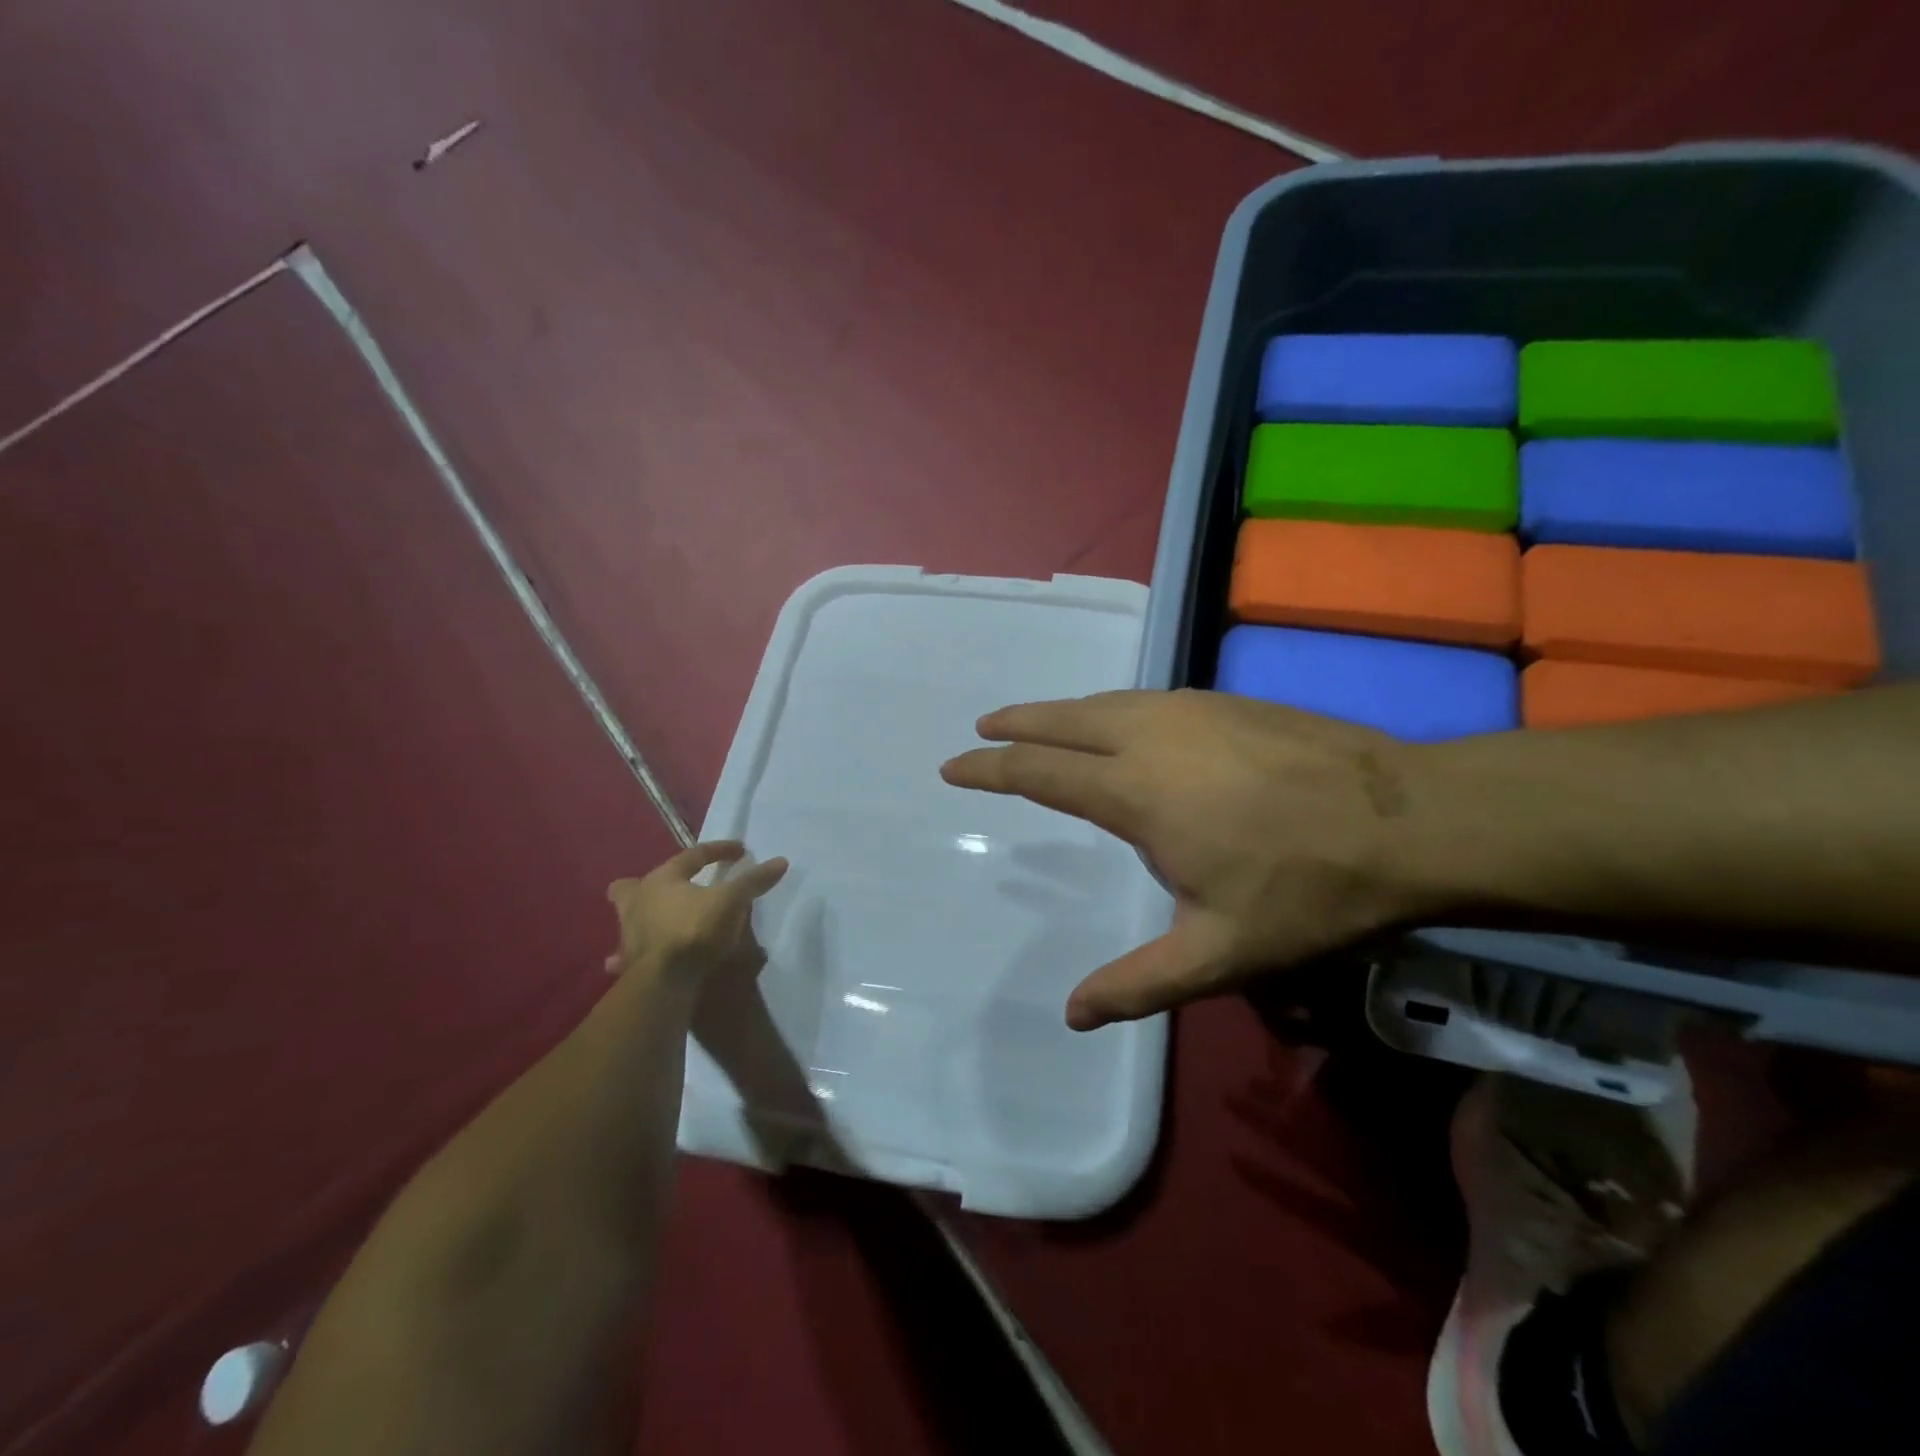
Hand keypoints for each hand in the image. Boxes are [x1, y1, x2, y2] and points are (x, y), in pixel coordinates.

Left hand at [605, 841, 788, 982]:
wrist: (664, 980)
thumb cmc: (695, 929)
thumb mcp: (731, 901)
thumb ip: (753, 881)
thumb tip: (780, 861)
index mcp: (661, 879)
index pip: (692, 855)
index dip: (719, 850)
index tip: (741, 852)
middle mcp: (637, 902)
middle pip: (631, 886)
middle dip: (648, 885)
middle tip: (669, 888)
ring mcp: (628, 934)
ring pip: (629, 918)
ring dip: (642, 919)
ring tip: (661, 923)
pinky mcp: (628, 963)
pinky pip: (627, 955)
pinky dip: (633, 956)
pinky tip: (646, 962)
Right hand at [940, 690, 1451, 1029]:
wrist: (1410, 819)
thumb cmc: (1308, 890)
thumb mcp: (1220, 954)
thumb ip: (1140, 983)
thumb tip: (1073, 1016)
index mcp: (1137, 792)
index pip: (1040, 771)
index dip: (990, 768)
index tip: (954, 766)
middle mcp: (1151, 737)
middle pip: (1063, 720)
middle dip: (1016, 723)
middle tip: (983, 727)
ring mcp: (1191, 711)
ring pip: (1104, 702)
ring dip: (1059, 710)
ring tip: (1034, 720)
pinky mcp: (1225, 701)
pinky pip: (1143, 699)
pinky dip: (1107, 707)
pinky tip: (1115, 721)